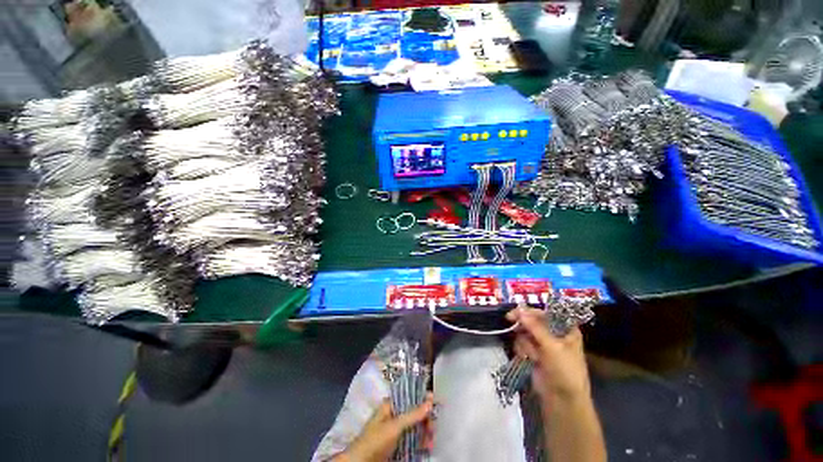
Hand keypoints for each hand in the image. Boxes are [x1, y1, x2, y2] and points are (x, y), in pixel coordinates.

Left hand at [333, 394, 433, 461]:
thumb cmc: (375, 440)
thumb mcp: (395, 426)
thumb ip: (413, 414)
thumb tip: (430, 400)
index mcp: (390, 406)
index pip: (409, 398)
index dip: (421, 400)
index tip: (434, 404)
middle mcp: (394, 416)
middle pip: (414, 414)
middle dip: (425, 420)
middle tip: (433, 428)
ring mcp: (396, 431)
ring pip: (415, 428)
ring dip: (424, 433)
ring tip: (431, 441)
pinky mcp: (397, 445)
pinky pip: (412, 440)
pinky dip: (420, 443)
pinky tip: (426, 447)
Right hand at [506, 305, 591, 402]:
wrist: (562, 400)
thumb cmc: (564, 371)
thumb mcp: (552, 347)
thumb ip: (535, 327)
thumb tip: (519, 309)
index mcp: (566, 329)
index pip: (546, 313)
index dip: (531, 311)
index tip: (516, 311)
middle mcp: (554, 334)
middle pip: (533, 321)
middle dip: (524, 325)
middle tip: (510, 320)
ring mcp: (543, 344)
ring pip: (525, 332)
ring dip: (524, 342)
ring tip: (532, 355)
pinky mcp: (534, 353)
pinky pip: (522, 343)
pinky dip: (522, 349)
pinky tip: (528, 358)